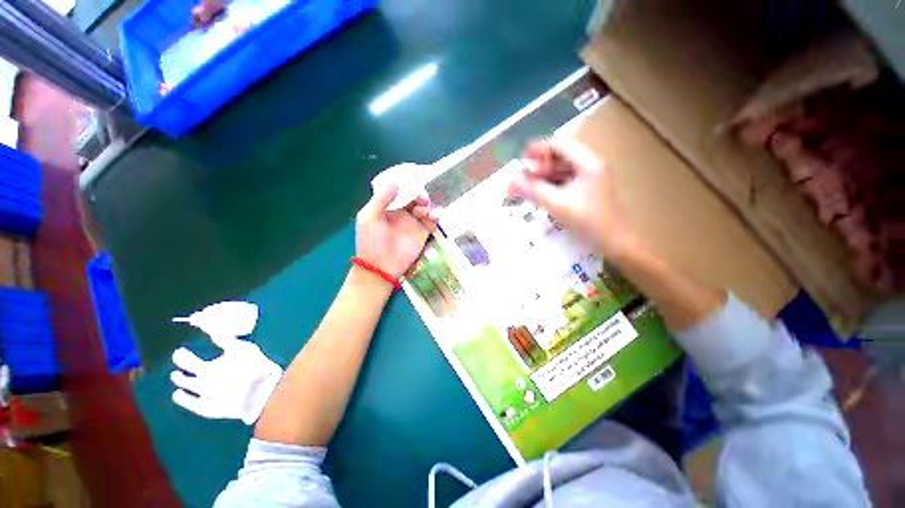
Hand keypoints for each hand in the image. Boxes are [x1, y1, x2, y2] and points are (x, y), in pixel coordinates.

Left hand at [170, 337, 282, 424]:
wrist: (263, 391)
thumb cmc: (255, 366)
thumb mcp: (244, 349)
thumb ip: (227, 340)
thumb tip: (214, 330)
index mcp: (206, 369)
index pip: (187, 361)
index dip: (182, 355)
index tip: (179, 350)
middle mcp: (200, 384)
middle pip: (186, 375)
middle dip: (183, 364)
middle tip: (179, 355)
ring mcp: (204, 397)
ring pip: (188, 388)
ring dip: (182, 380)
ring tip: (176, 375)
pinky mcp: (211, 409)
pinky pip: (193, 405)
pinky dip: (184, 399)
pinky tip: (177, 394)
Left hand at [356, 184, 432, 278]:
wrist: (381, 267)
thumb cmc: (371, 241)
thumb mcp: (369, 217)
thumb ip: (381, 199)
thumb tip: (395, 182)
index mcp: (389, 207)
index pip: (401, 193)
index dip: (408, 187)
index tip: (414, 185)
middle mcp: (403, 213)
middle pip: (416, 199)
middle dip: (421, 196)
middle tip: (422, 200)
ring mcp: (414, 223)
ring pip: (426, 208)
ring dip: (429, 206)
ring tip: (425, 211)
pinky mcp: (423, 233)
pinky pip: (432, 222)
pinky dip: (435, 217)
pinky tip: (433, 217)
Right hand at [508, 140, 636, 257]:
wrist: (614, 243)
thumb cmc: (588, 221)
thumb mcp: (557, 204)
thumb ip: (533, 190)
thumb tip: (511, 180)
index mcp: (588, 163)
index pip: (560, 146)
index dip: (539, 150)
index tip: (521, 158)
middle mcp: (590, 167)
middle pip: (559, 159)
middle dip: (538, 167)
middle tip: (520, 177)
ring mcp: (589, 181)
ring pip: (561, 173)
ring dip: (542, 178)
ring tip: (524, 187)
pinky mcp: (586, 193)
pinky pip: (564, 184)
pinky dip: (550, 187)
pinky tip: (538, 195)